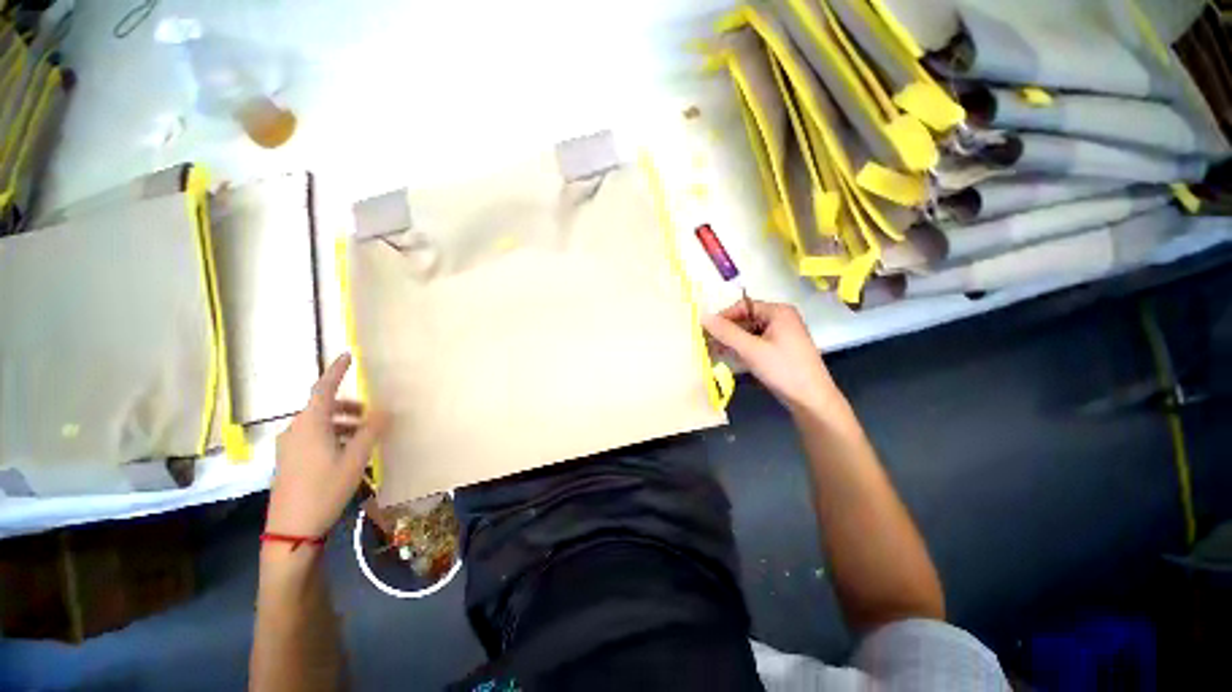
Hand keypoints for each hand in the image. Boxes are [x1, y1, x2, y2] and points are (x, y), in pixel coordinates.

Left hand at [267, 353, 388, 537]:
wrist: (291, 530)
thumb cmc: (325, 489)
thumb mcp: (355, 459)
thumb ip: (371, 430)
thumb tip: (386, 409)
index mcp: (310, 424)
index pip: (323, 388)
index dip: (336, 371)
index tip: (348, 355)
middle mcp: (295, 430)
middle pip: (323, 407)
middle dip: (349, 406)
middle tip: (372, 415)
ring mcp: (289, 447)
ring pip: (319, 424)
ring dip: (343, 423)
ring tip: (364, 437)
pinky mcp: (289, 461)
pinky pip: (313, 438)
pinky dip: (333, 436)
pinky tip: (347, 453)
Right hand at [702, 300, 840, 415]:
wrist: (812, 400)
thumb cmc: (783, 370)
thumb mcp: (751, 350)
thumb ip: (726, 332)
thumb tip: (702, 316)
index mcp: (778, 312)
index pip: (743, 306)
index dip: (724, 317)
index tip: (706, 330)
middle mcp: (781, 319)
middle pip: (746, 319)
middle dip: (726, 331)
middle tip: (707, 343)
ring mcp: (781, 335)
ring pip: (749, 332)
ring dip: (731, 341)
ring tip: (713, 351)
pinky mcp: (779, 350)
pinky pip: (755, 343)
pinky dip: (741, 348)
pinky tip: (728, 357)